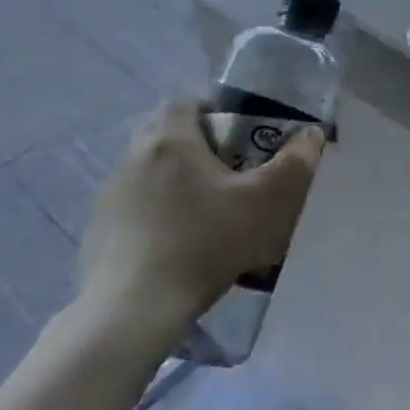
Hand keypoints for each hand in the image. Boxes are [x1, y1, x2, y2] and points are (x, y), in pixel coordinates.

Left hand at [79, 99, 325, 330]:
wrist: (134, 309)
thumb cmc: (205, 243)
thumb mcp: (267, 203)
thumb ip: (295, 164)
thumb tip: (312, 134)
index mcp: (170, 139)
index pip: (185, 100)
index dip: (213, 111)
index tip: (237, 137)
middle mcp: (133, 156)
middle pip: (165, 132)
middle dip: (195, 145)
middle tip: (226, 174)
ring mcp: (110, 193)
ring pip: (148, 169)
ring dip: (173, 180)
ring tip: (203, 214)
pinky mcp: (98, 228)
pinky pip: (132, 205)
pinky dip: (153, 213)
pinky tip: (174, 245)